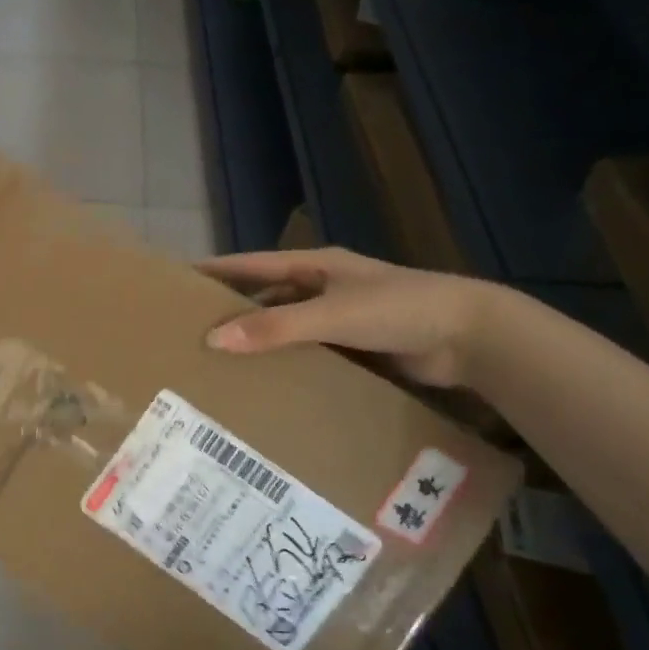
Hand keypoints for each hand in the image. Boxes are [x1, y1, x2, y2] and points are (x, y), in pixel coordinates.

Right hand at [198, 247, 497, 387]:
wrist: (471, 337)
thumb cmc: (400, 310)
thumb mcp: (333, 315)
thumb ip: (276, 327)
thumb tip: (214, 338)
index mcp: (316, 267)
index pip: (253, 264)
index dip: (216, 271)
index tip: (178, 280)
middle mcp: (323, 288)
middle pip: (266, 297)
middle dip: (232, 312)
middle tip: (190, 333)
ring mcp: (340, 319)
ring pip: (286, 328)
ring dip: (260, 342)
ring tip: (219, 365)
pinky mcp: (355, 348)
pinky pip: (309, 353)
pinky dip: (287, 364)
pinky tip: (265, 384)